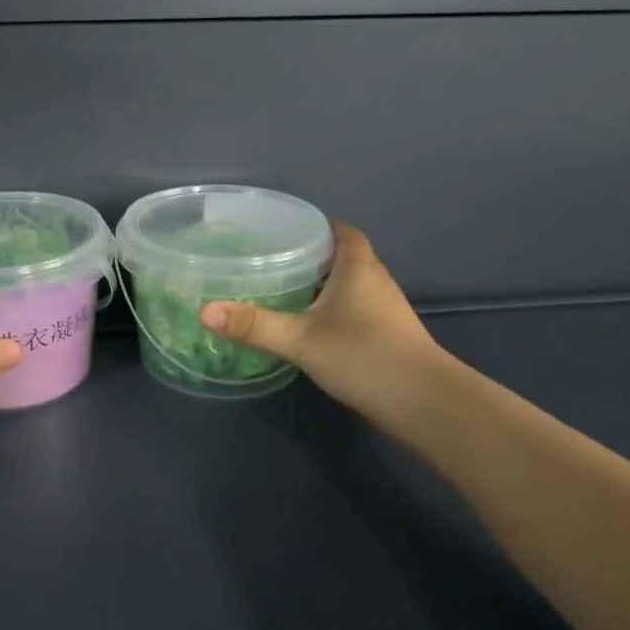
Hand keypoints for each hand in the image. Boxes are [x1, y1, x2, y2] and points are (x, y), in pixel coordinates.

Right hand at [199, 221, 443, 425]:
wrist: (424, 403)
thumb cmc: (363, 355)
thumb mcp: (300, 339)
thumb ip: (254, 325)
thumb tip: (205, 310)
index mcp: (357, 265)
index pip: (338, 229)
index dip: (313, 226)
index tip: (281, 231)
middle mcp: (375, 279)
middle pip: (341, 255)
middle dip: (308, 255)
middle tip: (268, 261)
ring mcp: (385, 308)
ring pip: (347, 284)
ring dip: (320, 285)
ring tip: (281, 291)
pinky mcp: (387, 333)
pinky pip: (353, 308)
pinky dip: (330, 309)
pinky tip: (307, 326)